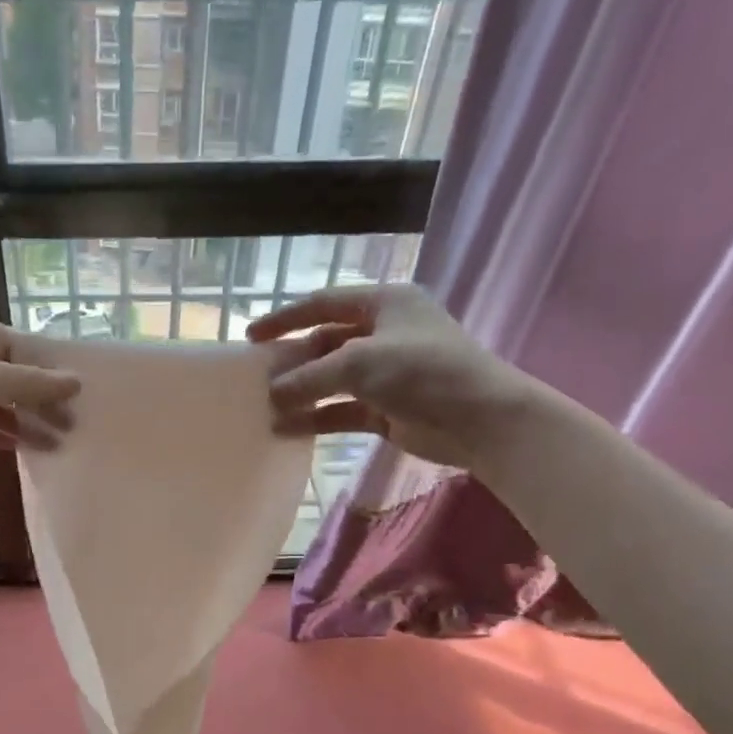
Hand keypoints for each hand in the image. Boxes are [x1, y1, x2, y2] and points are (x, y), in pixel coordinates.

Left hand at [0, 306, 78, 458]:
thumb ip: (31, 382)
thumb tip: (76, 382)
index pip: (19, 348)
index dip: (49, 373)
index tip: (77, 398)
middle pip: (8, 377)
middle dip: (39, 403)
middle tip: (71, 428)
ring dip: (21, 423)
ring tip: (54, 445)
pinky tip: (19, 448)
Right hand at [248, 285, 536, 467]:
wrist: (481, 419)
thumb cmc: (422, 371)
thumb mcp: (359, 363)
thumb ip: (310, 376)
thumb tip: (273, 394)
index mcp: (384, 303)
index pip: (324, 303)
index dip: (285, 318)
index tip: (251, 337)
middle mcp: (384, 333)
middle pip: (325, 343)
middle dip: (292, 361)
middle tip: (257, 378)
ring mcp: (385, 373)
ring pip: (332, 380)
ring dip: (302, 393)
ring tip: (267, 407)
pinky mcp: (386, 409)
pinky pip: (341, 410)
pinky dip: (317, 418)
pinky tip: (287, 429)